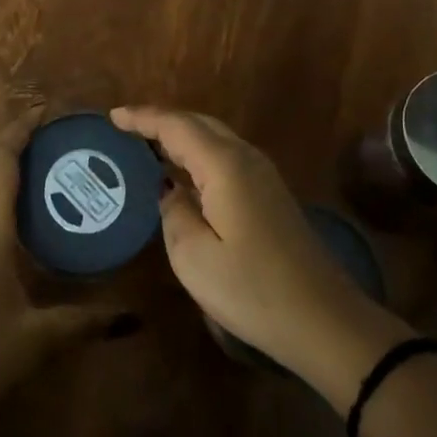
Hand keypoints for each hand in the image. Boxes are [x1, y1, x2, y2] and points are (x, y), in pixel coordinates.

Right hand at [111, 105, 410, 400]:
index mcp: (225, 165)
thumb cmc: (253, 290)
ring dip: (181, 135)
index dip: (143, 118)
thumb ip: (173, 213)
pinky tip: (184, 173)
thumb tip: (169, 189)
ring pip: (215, 138)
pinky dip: (198, 154)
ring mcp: (263, 174)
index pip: (176, 126)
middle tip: (126, 128)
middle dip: (161, 121)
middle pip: (198, 123)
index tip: (112, 116)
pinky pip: (226, 156)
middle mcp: (246, 158)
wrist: (324, 319)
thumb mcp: (194, 258)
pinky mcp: (271, 194)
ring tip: (147, 145)